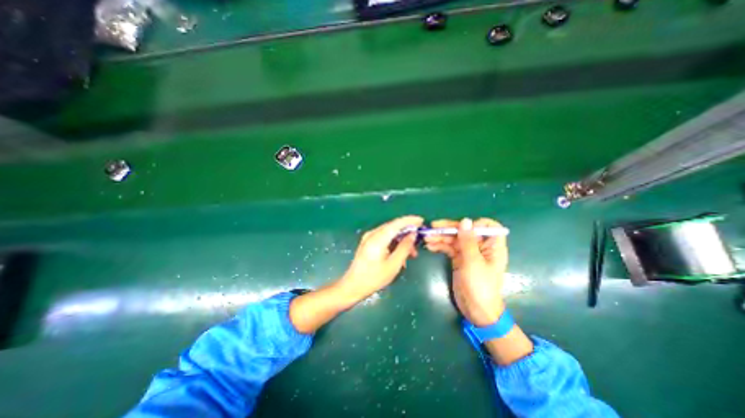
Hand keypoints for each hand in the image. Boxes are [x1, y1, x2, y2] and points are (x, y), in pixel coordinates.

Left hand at [332, 215, 420, 303]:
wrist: (353, 285)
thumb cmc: (374, 278)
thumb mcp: (393, 265)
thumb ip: (404, 248)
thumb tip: (412, 235)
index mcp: (378, 238)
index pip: (396, 223)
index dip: (409, 220)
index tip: (421, 221)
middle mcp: (372, 234)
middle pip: (393, 227)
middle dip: (407, 233)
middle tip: (418, 243)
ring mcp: (369, 237)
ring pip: (389, 233)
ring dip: (401, 240)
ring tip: (411, 253)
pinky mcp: (368, 242)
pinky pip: (384, 237)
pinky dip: (394, 243)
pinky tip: (400, 254)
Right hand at [425, 217, 506, 327]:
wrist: (476, 310)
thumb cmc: (480, 286)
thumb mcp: (473, 262)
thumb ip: (468, 241)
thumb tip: (466, 220)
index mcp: (492, 246)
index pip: (488, 226)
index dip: (475, 224)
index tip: (461, 227)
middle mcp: (481, 246)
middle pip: (465, 231)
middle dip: (449, 229)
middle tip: (432, 228)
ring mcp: (469, 253)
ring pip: (455, 239)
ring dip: (441, 237)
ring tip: (426, 238)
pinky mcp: (459, 259)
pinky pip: (449, 248)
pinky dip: (440, 246)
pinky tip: (430, 246)